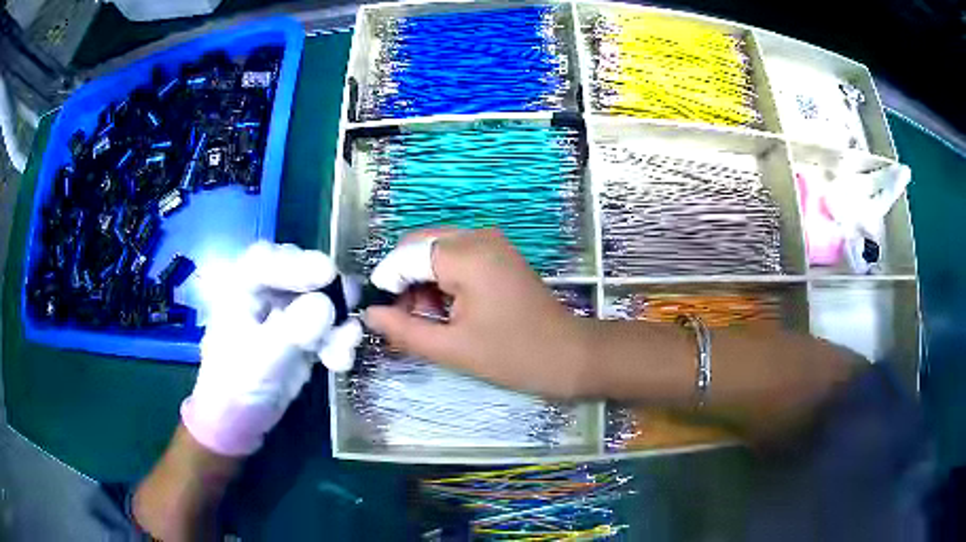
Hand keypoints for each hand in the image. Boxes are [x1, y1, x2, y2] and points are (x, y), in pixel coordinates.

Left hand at [181, 242, 362, 455]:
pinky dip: (340, 340)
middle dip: (327, 289)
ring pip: (322, 299)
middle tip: (351, 301)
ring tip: (346, 345)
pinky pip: (330, 326)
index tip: (327, 275)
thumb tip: (327, 305)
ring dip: (340, 319)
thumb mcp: (261, 358)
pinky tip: (341, 362)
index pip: (266, 261)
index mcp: (239, 288)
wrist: (240, 421)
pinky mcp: (304, 334)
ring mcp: (286, 312)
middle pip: (301, 273)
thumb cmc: (236, 385)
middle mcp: (264, 292)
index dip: (296, 263)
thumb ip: (292, 329)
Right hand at [365, 229, 592, 398]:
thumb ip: (404, 329)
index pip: (405, 255)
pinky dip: (441, 278)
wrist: (569, 354)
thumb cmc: (513, 355)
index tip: (387, 318)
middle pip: (417, 246)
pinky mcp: (498, 252)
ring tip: (429, 320)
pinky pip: (454, 255)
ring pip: (433, 250)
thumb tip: (370, 314)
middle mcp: (477, 236)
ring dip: (422, 281)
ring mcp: (491, 241)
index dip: (388, 285)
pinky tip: (448, 309)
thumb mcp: (452, 348)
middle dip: (404, 281)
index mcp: (467, 255)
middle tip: (408, 320)